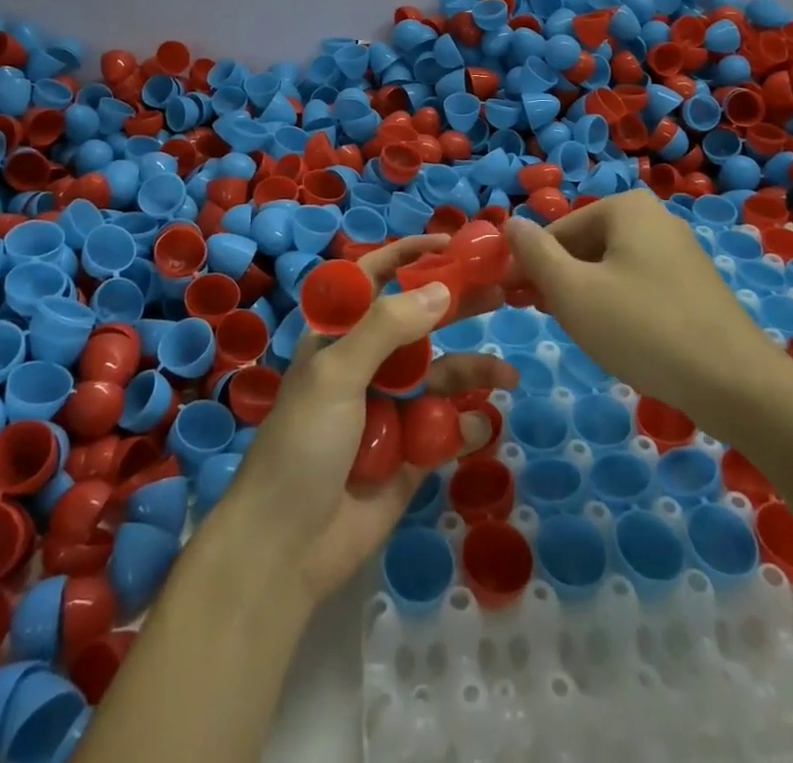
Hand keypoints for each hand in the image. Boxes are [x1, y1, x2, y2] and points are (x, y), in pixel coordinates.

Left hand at [222, 235, 517, 605]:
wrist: (285, 549)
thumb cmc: (303, 444)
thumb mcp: (338, 373)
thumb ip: (388, 327)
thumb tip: (442, 289)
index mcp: (340, 336)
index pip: (375, 278)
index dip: (409, 256)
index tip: (451, 243)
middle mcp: (368, 363)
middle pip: (421, 322)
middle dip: (458, 306)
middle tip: (504, 291)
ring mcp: (392, 408)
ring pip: (442, 375)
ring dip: (474, 370)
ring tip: (506, 375)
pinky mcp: (411, 453)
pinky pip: (447, 428)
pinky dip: (466, 425)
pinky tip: (480, 426)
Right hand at [504, 190, 781, 420]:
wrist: (736, 383)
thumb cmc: (642, 328)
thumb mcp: (572, 292)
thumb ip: (534, 254)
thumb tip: (509, 222)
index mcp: (626, 207)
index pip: (557, 231)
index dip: (530, 266)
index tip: (513, 302)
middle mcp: (655, 217)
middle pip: (585, 246)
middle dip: (560, 280)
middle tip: (547, 320)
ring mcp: (680, 251)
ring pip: (611, 268)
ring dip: (586, 295)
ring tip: (581, 333)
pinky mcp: (694, 284)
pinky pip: (639, 284)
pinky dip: (618, 305)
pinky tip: (619, 338)